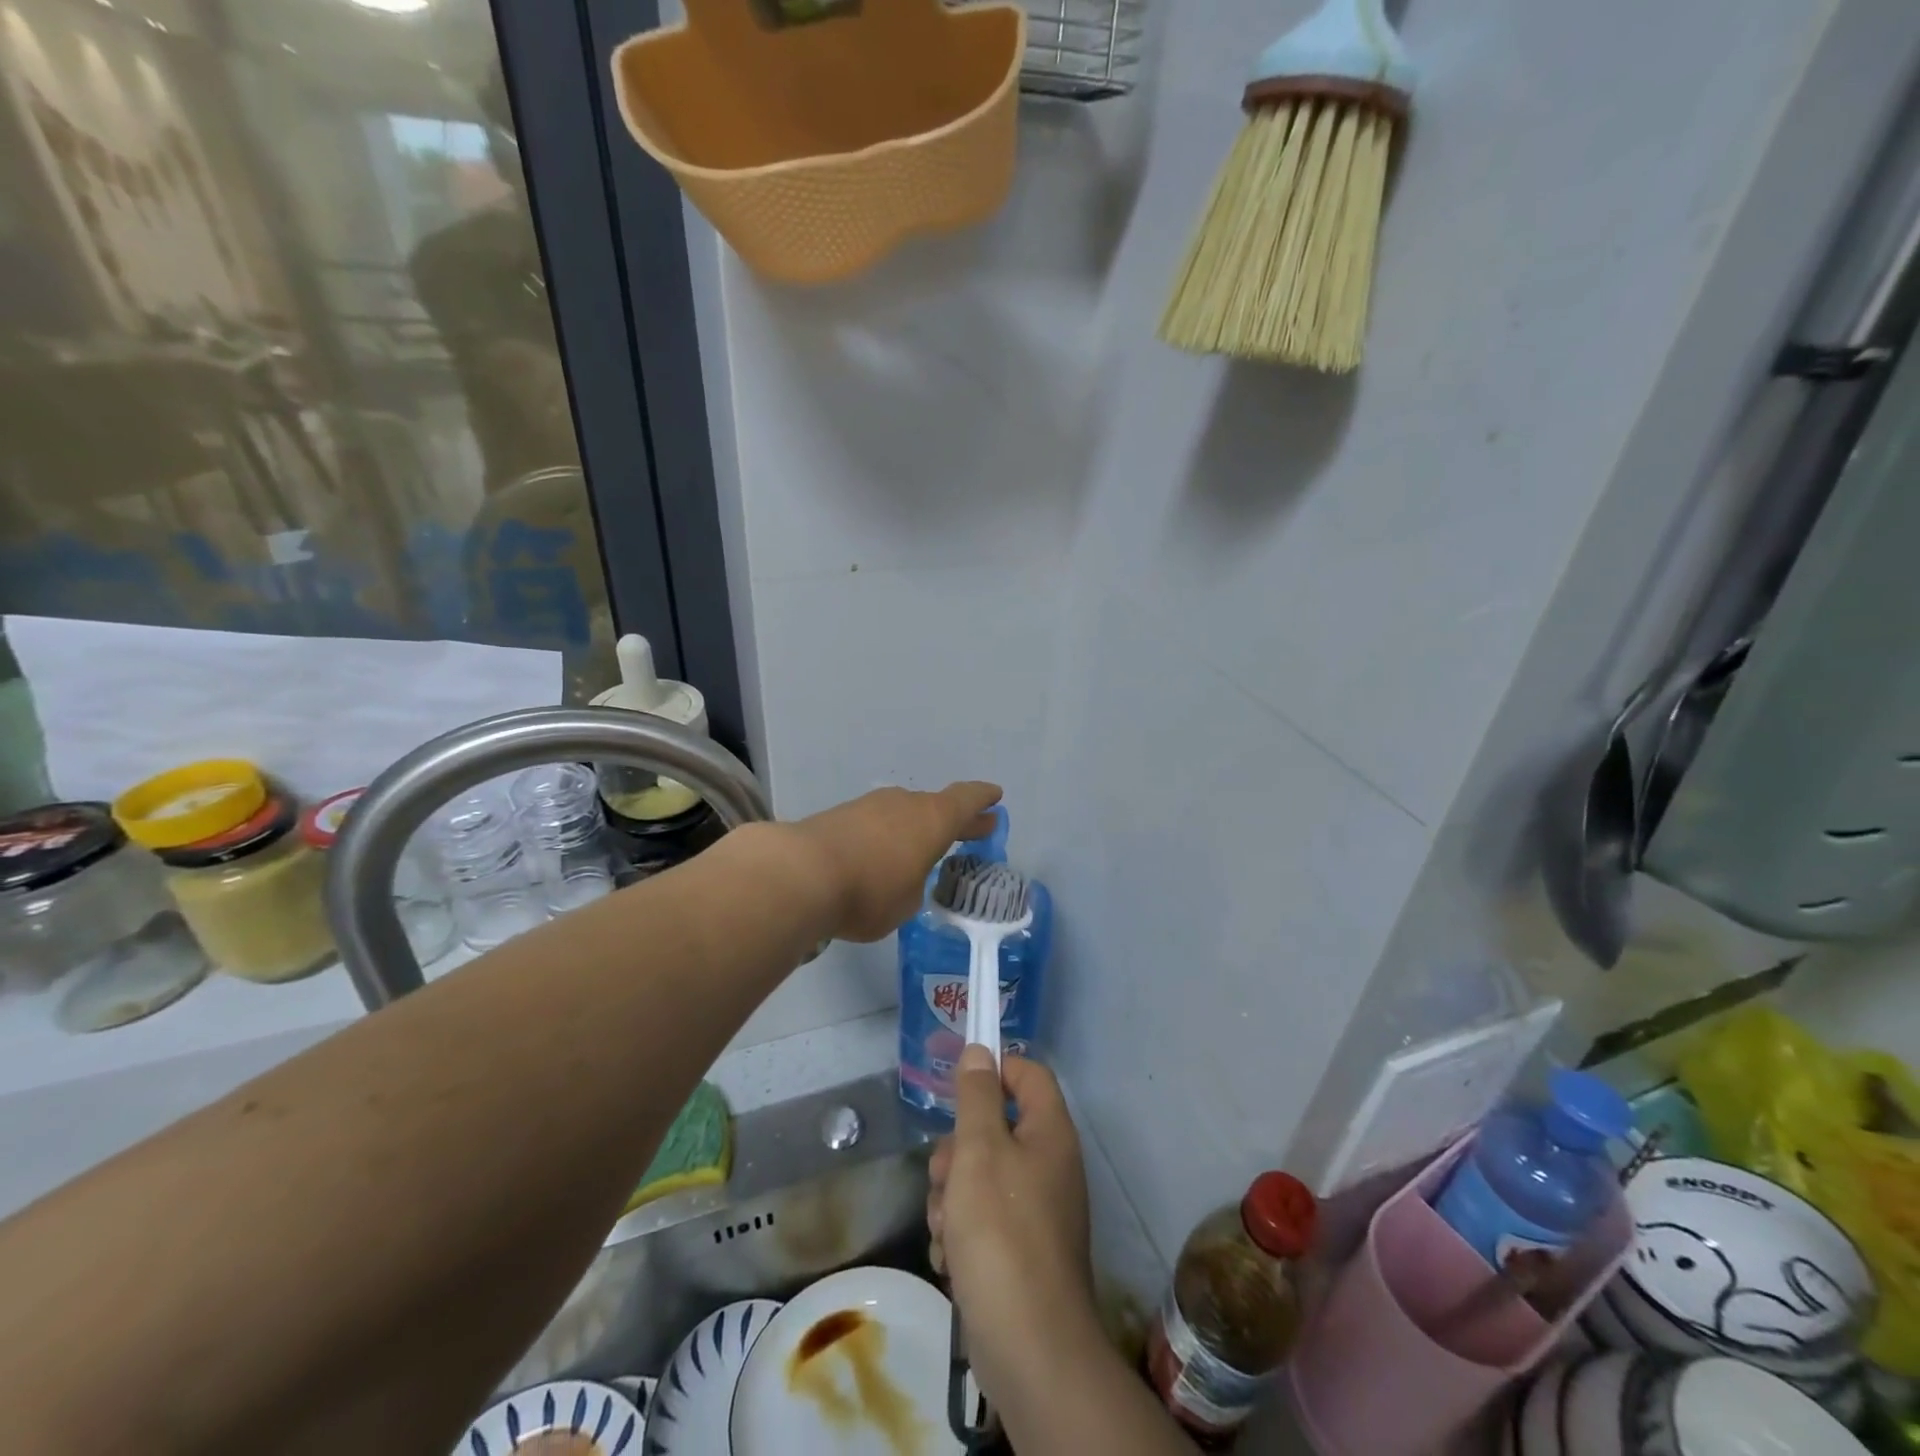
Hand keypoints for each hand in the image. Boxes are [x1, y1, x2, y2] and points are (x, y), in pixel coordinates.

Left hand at [789, 783, 1000, 941]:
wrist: (800, 874)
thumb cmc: (870, 893)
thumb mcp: (907, 902)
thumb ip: (913, 885)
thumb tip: (902, 875)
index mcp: (932, 819)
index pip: (965, 800)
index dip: (982, 799)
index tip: (995, 797)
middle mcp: (904, 804)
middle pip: (935, 806)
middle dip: (955, 819)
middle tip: (974, 828)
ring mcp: (869, 806)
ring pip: (902, 813)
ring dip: (915, 828)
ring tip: (920, 847)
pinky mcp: (838, 816)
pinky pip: (874, 823)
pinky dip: (884, 836)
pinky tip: (879, 854)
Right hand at [928, 1047, 1096, 1412]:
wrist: (1030, 1347)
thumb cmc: (1002, 1232)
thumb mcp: (980, 1151)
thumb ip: (977, 1096)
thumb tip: (980, 1051)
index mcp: (1050, 1133)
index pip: (1028, 1074)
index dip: (994, 1070)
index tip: (955, 1086)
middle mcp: (1049, 1165)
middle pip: (995, 1128)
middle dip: (958, 1152)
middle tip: (945, 1178)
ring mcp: (1037, 1210)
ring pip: (981, 1177)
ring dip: (952, 1197)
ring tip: (947, 1229)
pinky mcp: (1021, 1250)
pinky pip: (983, 1220)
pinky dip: (962, 1233)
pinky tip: (951, 1258)